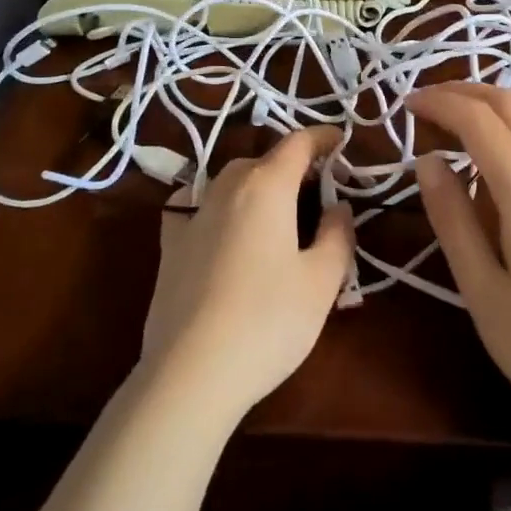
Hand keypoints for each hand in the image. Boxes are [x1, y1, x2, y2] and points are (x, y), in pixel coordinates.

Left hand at [141, 127, 355, 421]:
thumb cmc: (267, 321)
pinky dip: (214, 202)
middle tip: (318, 192)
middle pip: (264, 160)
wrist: (190, 372)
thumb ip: (337, 234)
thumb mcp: (321, 281)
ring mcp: (192, 214)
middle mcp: (226, 186)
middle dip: (293, 166)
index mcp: (266, 185)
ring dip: (256, 183)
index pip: (297, 143)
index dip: (322, 138)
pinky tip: (218, 222)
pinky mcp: (169, 244)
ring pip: (230, 180)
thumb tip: (338, 206)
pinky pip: (195, 204)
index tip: (341, 141)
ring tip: (276, 211)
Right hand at [407, 83, 510, 439]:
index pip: (479, 121)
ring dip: (494, 99)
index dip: (439, 104)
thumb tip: (427, 159)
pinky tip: (501, 141)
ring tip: (456, 112)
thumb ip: (451, 217)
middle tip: (424, 103)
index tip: (404, 105)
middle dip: (464, 91)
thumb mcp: (480, 289)